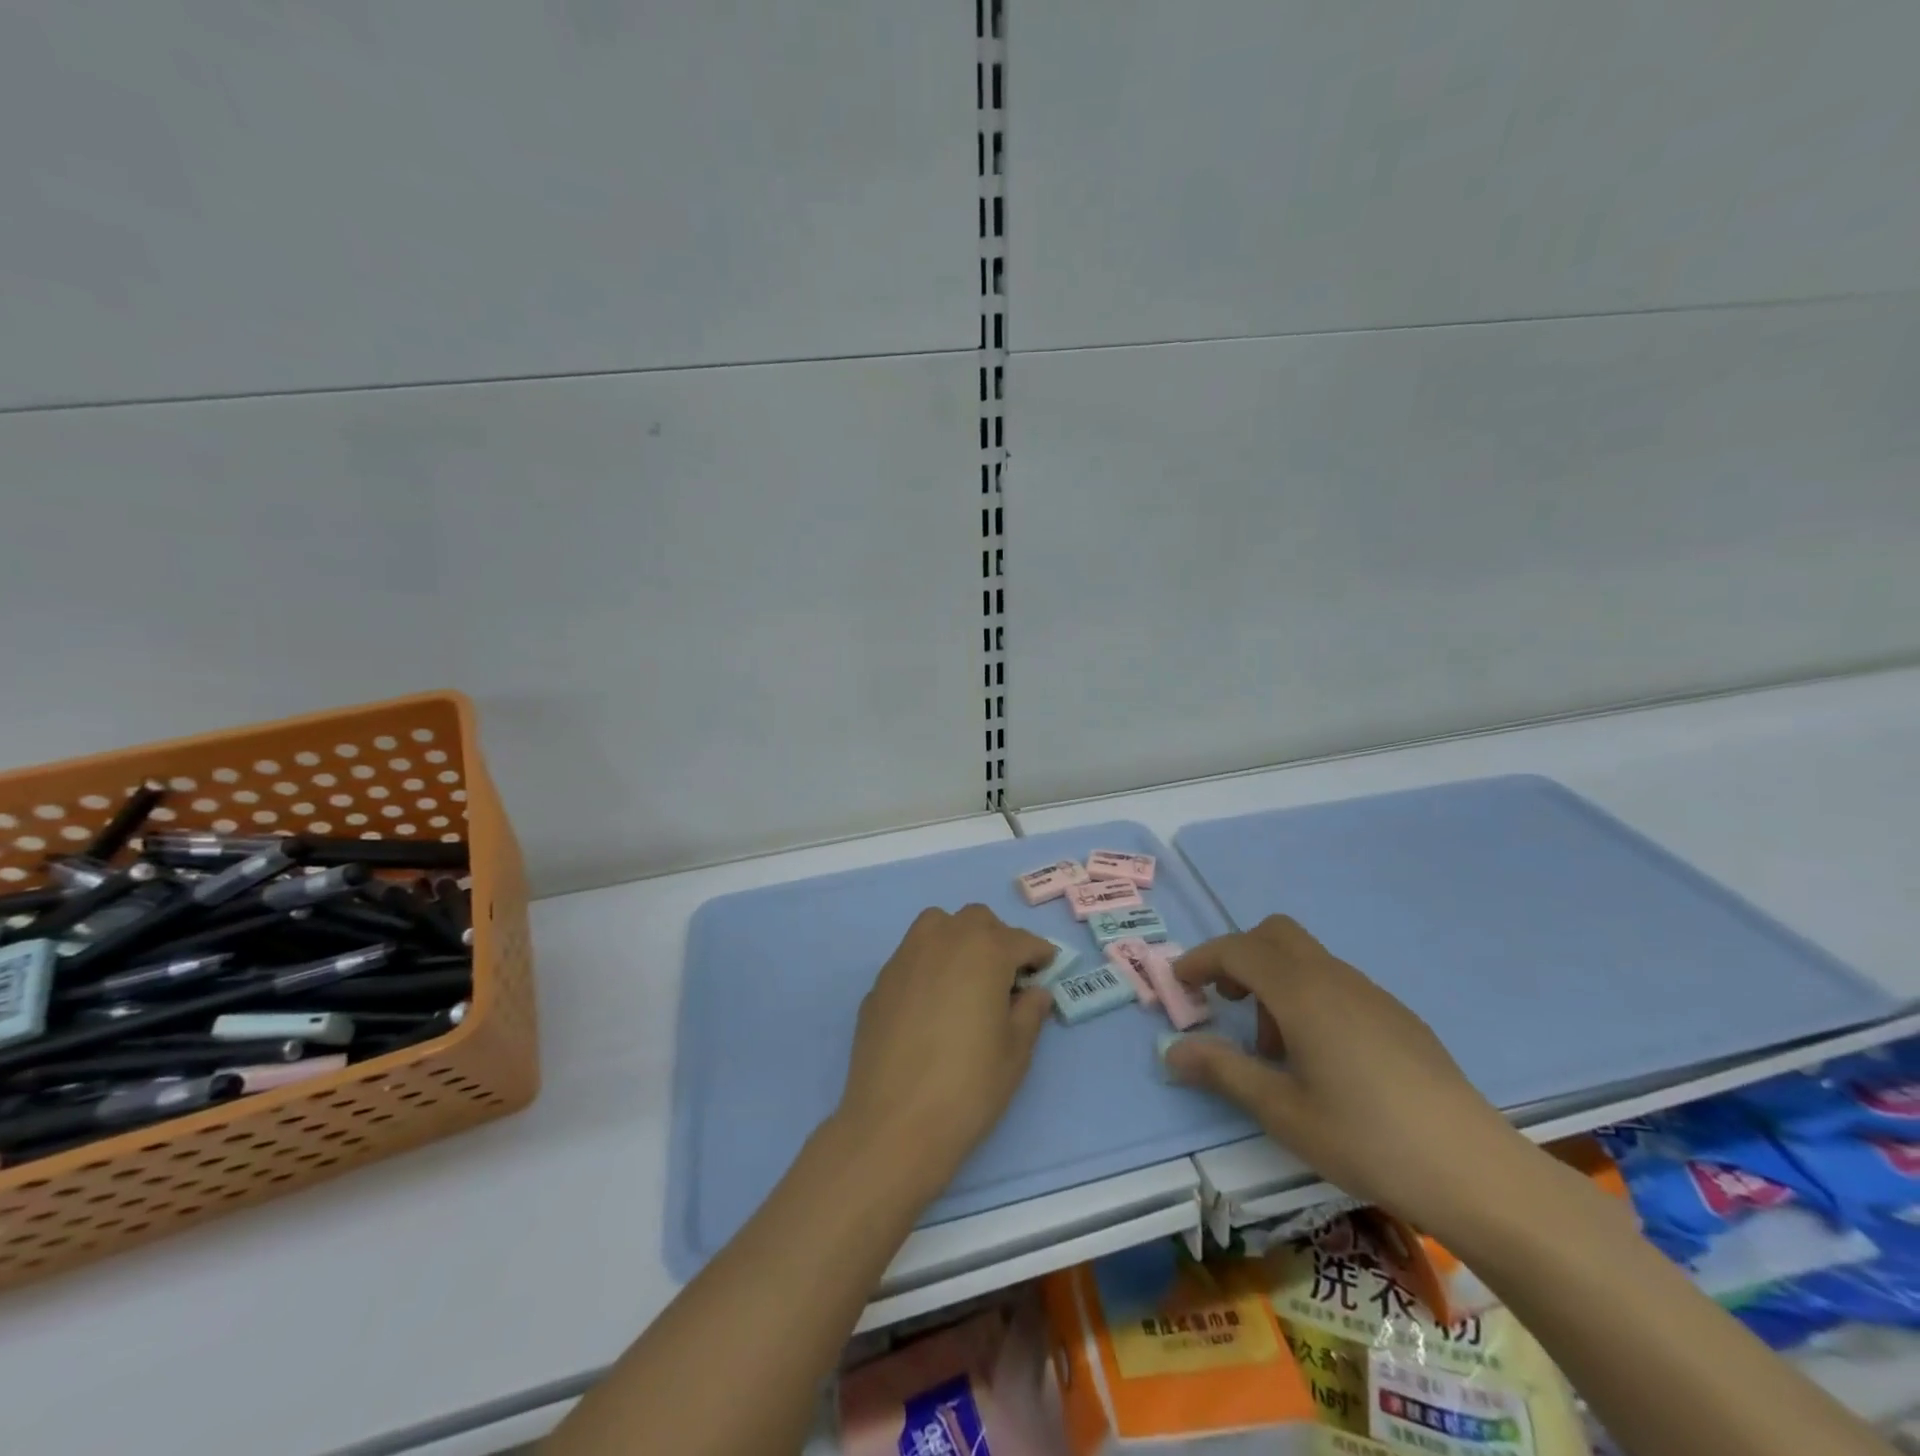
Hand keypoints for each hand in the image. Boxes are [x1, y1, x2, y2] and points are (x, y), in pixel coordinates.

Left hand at [833, 904, 1054, 1203]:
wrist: (894, 1123)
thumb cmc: (968, 1086)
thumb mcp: (1015, 1052)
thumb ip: (1029, 1012)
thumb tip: (1034, 992)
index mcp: (984, 951)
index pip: (1021, 940)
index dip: (1039, 953)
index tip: (1047, 968)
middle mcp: (943, 940)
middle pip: (976, 920)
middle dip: (997, 939)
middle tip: (1008, 976)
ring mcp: (906, 957)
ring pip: (937, 925)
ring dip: (958, 938)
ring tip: (967, 977)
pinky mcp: (880, 981)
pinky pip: (912, 956)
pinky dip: (929, 964)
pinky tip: (932, 1003)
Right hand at [1166, 915, 1531, 1232]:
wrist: (1478, 1173)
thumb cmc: (1368, 1139)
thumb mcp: (1283, 1111)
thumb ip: (1223, 1071)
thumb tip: (1172, 1050)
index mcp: (1302, 993)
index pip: (1238, 950)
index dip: (1202, 960)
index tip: (1179, 984)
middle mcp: (1335, 979)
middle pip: (1275, 934)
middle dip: (1240, 957)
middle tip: (1226, 1002)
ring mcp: (1372, 995)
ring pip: (1306, 960)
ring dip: (1275, 983)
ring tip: (1275, 1051)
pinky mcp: (1398, 1017)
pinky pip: (1336, 984)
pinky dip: (1308, 999)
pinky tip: (1322, 1060)